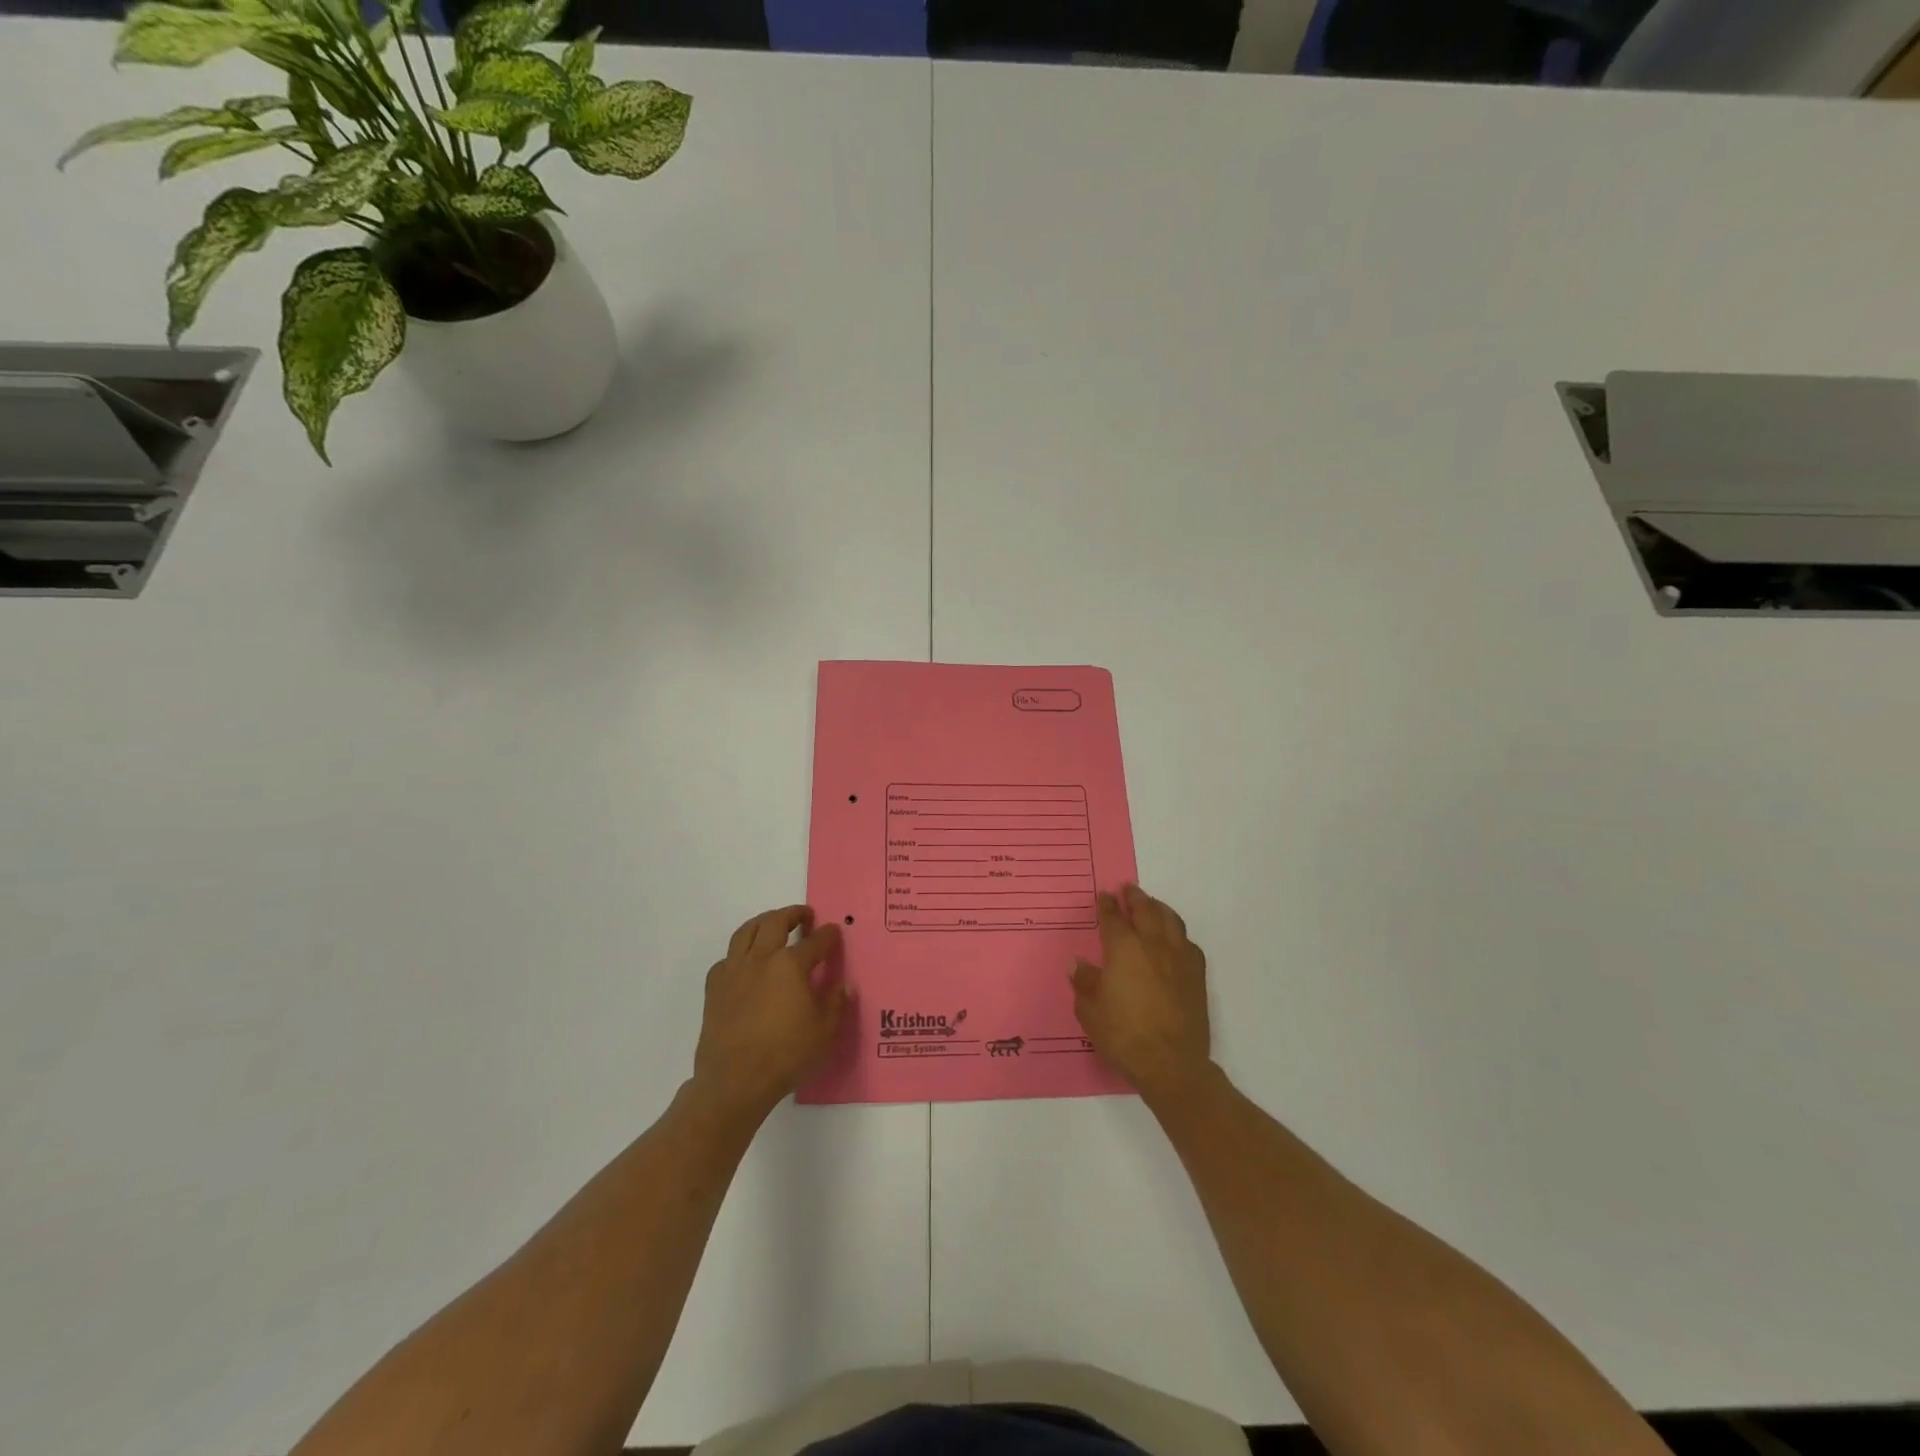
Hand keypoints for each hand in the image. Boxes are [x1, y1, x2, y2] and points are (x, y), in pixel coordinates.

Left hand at [693, 905, 847, 1123]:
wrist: (735, 1080)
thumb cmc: (786, 1055)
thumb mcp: (825, 1031)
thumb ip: (836, 1003)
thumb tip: (843, 985)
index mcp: (791, 965)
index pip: (816, 941)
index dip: (828, 935)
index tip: (834, 933)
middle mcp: (761, 959)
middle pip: (776, 923)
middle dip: (793, 914)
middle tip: (804, 915)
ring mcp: (734, 971)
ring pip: (746, 932)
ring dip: (763, 922)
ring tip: (772, 924)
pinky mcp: (715, 988)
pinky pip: (726, 958)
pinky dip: (738, 953)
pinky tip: (745, 963)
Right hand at [1072, 885, 1211, 1103]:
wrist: (1170, 1063)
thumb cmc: (1123, 1035)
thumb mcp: (1090, 1011)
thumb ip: (1084, 983)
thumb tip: (1078, 965)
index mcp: (1123, 949)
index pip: (1113, 918)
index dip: (1107, 905)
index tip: (1104, 896)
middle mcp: (1153, 945)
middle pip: (1145, 910)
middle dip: (1135, 897)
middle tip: (1128, 889)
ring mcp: (1179, 958)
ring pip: (1171, 921)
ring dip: (1159, 908)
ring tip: (1152, 905)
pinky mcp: (1197, 975)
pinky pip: (1188, 943)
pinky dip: (1178, 934)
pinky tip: (1175, 939)